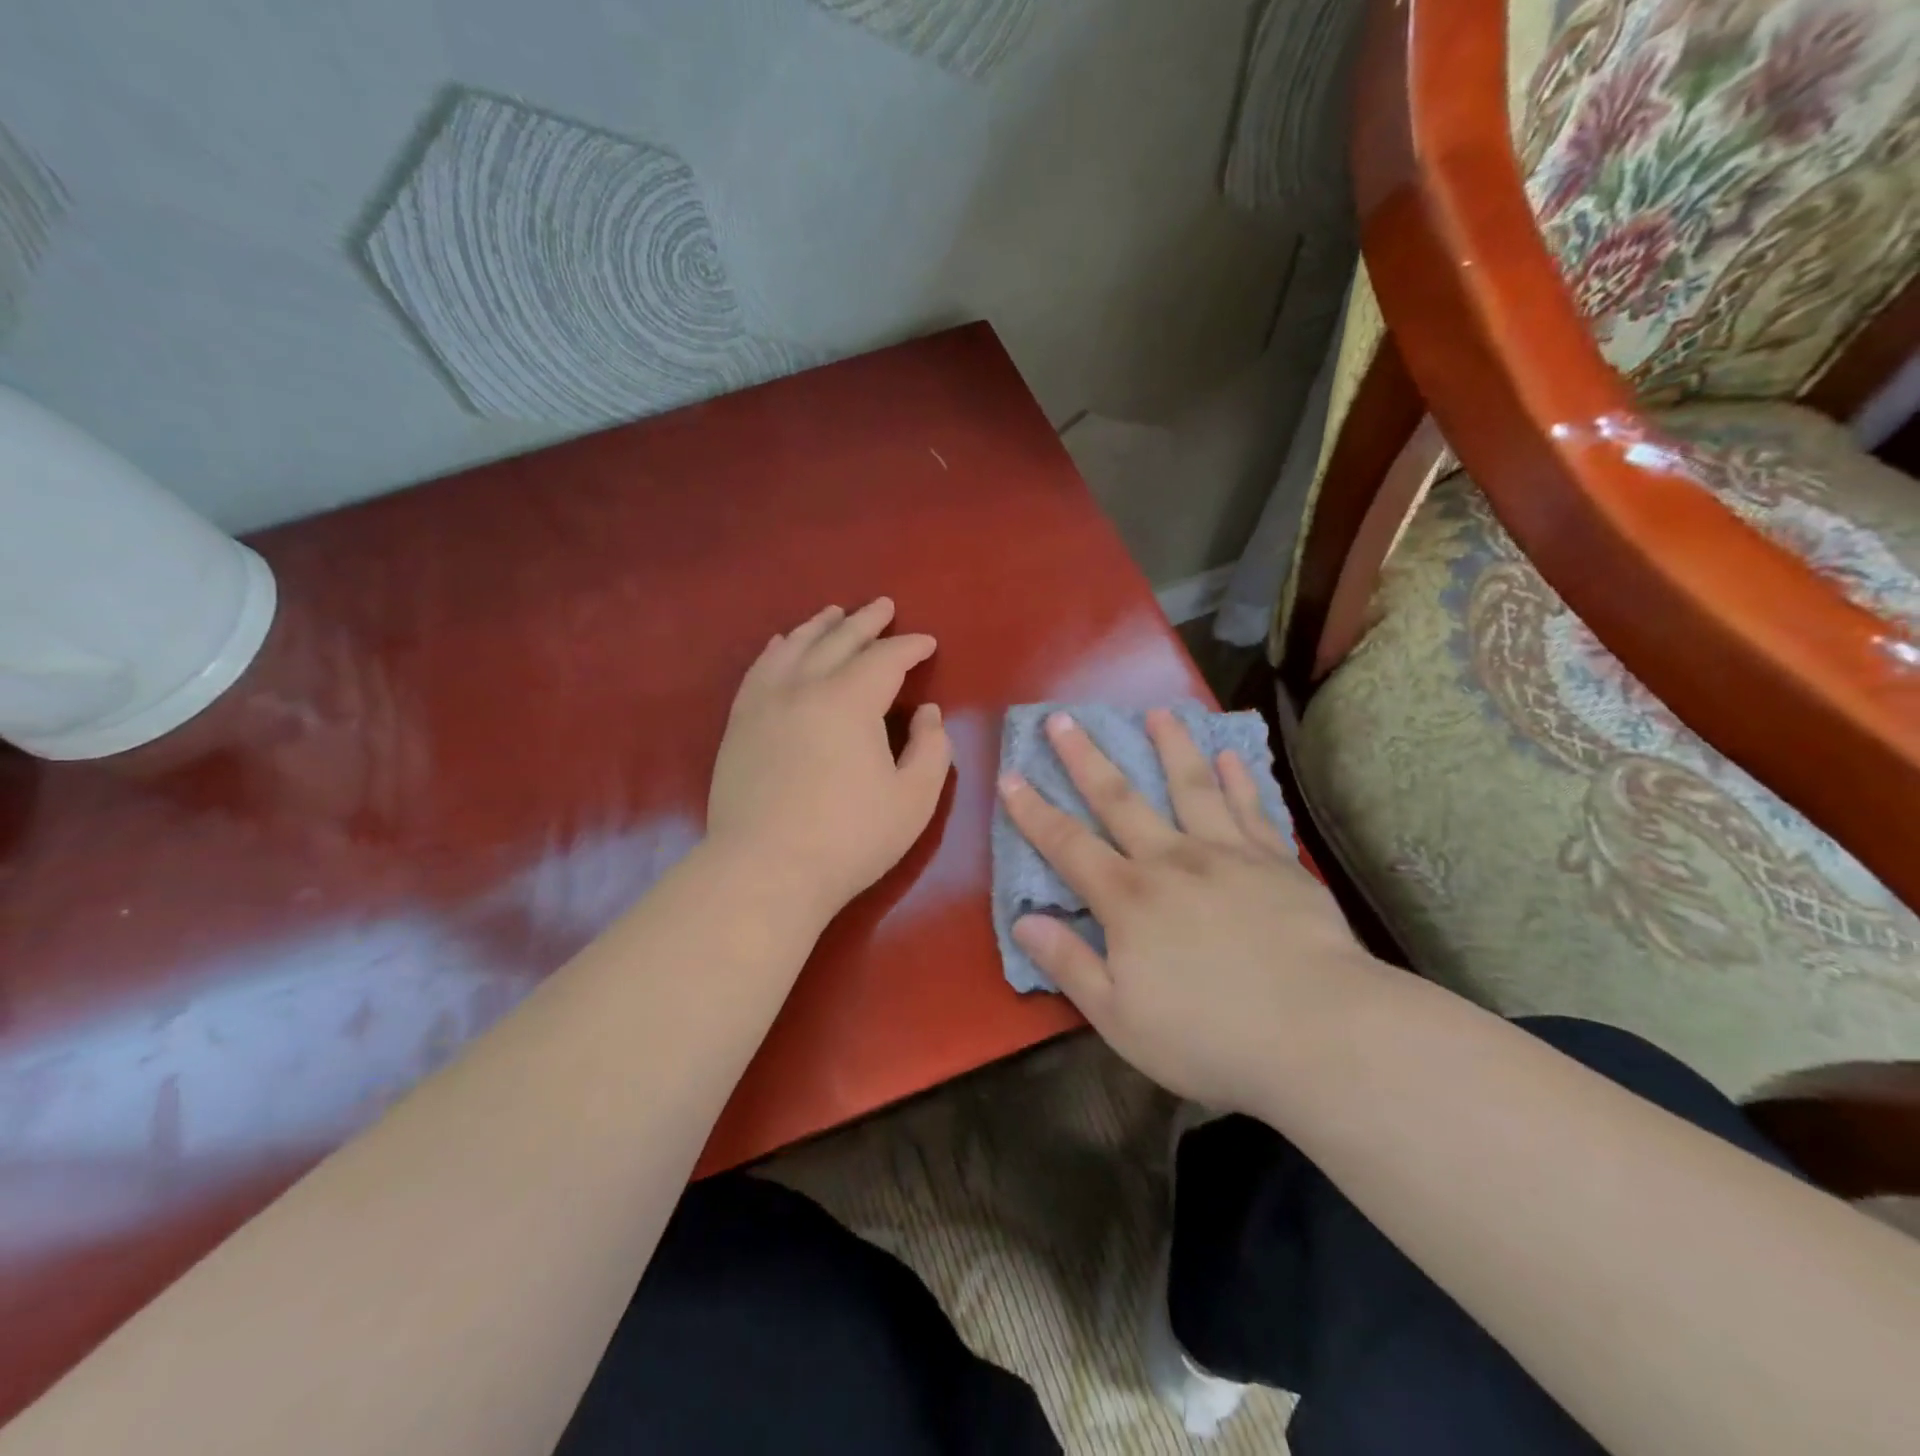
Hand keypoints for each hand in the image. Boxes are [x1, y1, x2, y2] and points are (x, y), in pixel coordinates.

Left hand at [707, 599, 952, 923]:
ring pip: (794, 648)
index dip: (910, 647)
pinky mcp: (740, 725)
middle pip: (838, 641)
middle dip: (866, 622)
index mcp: (850, 701)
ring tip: (834, 613)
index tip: (927, 643)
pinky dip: (776, 650)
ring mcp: (765, 703)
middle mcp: (804, 688)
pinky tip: (783, 644)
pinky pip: (759, 670)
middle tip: (884, 606)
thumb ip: (931, 748)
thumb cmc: (850, 837)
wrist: (766, 870)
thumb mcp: (914, 798)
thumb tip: (927, 711)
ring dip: (819, 627)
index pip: (885, 659)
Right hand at [998, 709, 1381, 1113]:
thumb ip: (1069, 964)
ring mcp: (1227, 853)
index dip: (1033, 812)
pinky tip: (1229, 754)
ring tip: (1157, 712)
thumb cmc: (1209, 1036)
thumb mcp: (1119, 1018)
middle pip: (1119, 798)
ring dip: (1170, 745)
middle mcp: (1171, 860)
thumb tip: (1024, 922)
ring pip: (1190, 785)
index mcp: (1128, 899)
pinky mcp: (1275, 860)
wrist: (1320, 1033)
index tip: (1010, 776)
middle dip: (1086, 757)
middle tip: (1064, 718)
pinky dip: (1237, 778)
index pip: (1067, 845)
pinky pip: (1250, 807)